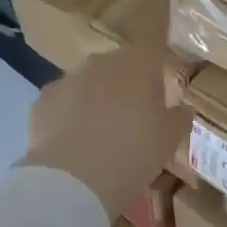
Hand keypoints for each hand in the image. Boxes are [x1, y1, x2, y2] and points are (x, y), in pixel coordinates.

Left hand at [20, 45, 191, 219]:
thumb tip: (183, 108)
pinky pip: (62, 101)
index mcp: (138, 64)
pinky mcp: (42, 99)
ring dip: (94, 98)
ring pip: (87, 82)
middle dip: (124, 83)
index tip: (158, 82)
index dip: (155, 62)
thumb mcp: (169, 140)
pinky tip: (71, 141)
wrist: (74, 180)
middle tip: (131, 115)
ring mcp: (68, 78)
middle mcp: (102, 62)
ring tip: (97, 132)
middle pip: (118, 65)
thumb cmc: (134, 153)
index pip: (152, 46)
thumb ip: (179, 118)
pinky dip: (67, 114)